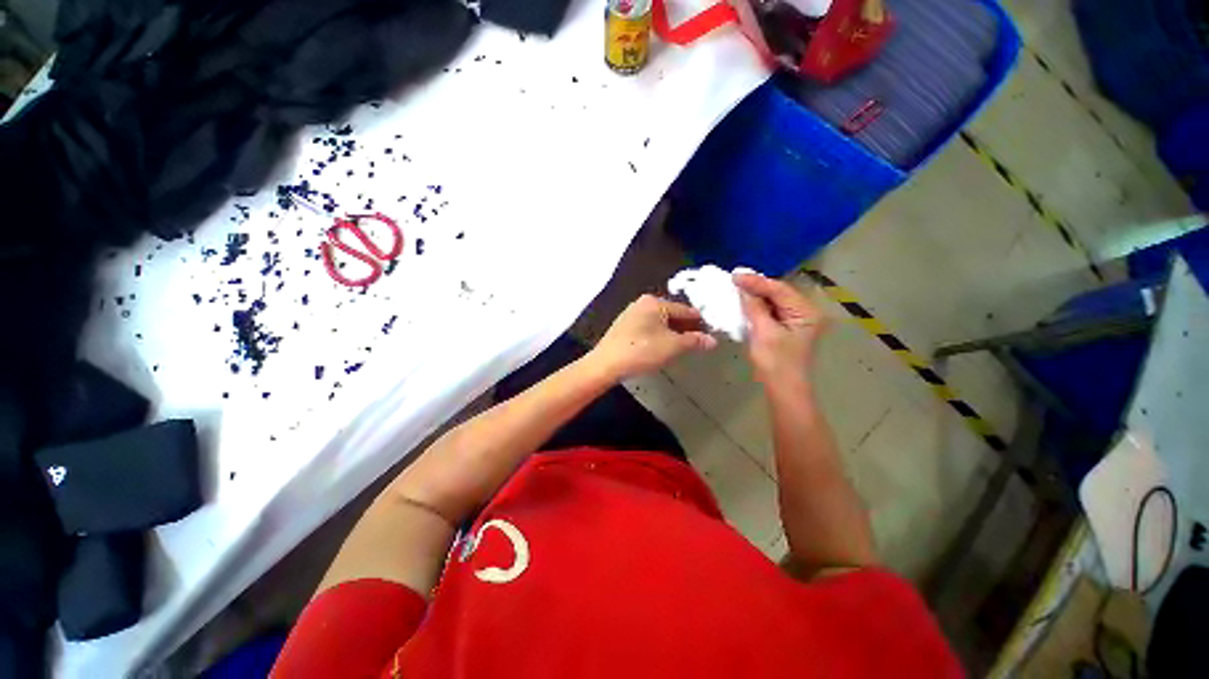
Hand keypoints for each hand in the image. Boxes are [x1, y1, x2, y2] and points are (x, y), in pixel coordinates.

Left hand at [590, 295, 717, 380]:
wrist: (606, 364)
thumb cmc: (642, 351)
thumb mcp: (672, 346)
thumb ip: (694, 341)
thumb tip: (712, 340)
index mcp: (654, 302)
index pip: (684, 309)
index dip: (699, 322)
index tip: (711, 333)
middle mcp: (642, 303)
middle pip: (671, 314)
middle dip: (685, 327)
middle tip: (698, 341)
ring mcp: (630, 314)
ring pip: (659, 321)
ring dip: (672, 332)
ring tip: (682, 346)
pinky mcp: (623, 327)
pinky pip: (647, 327)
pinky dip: (658, 335)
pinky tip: (661, 347)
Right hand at [734, 273, 826, 384]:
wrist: (783, 390)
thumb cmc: (776, 363)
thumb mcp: (763, 333)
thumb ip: (754, 308)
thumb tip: (742, 288)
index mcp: (806, 312)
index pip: (779, 289)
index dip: (756, 281)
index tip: (734, 275)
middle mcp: (805, 312)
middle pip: (778, 292)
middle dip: (756, 286)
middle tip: (734, 278)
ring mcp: (797, 320)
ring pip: (774, 300)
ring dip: (755, 295)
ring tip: (736, 286)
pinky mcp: (787, 327)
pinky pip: (771, 310)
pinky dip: (757, 306)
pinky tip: (744, 301)